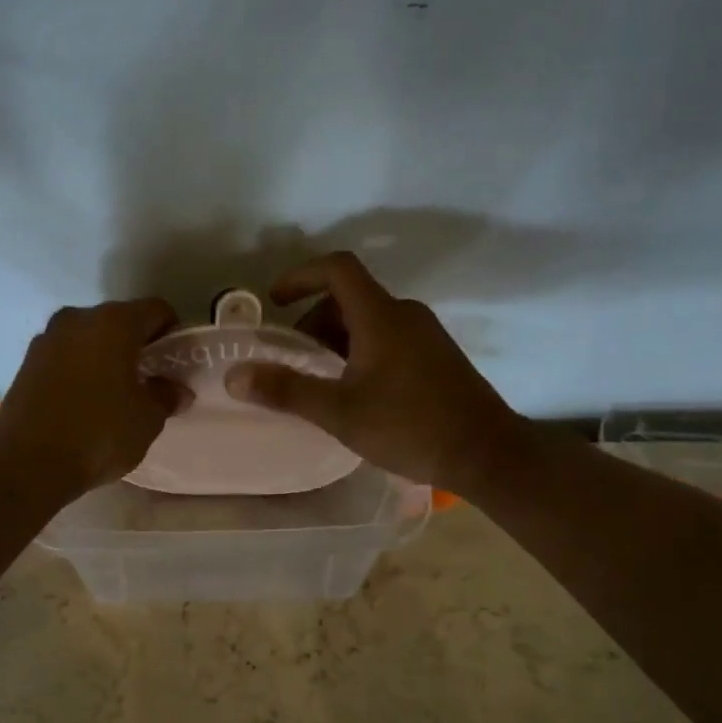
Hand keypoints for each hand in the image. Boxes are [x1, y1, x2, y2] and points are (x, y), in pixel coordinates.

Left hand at [0, 298, 181, 496]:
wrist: (27, 465)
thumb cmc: (98, 434)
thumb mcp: (147, 420)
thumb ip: (166, 396)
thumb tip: (175, 390)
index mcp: (113, 323)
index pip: (156, 310)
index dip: (172, 333)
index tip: (175, 363)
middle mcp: (77, 319)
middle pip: (119, 321)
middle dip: (136, 345)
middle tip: (148, 380)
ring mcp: (46, 340)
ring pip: (88, 338)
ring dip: (105, 357)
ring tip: (115, 394)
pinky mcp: (25, 364)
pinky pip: (65, 357)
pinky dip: (80, 370)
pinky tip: (85, 403)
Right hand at [224, 252, 514, 489]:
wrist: (486, 453)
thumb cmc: (409, 426)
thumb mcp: (339, 412)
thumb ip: (286, 390)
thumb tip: (234, 376)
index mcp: (381, 315)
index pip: (337, 269)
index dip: (300, 276)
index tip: (275, 301)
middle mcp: (405, 314)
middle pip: (349, 297)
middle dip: (314, 320)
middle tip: (294, 359)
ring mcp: (426, 334)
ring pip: (370, 320)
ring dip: (337, 339)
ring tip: (321, 380)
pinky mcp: (438, 355)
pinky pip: (390, 337)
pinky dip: (362, 350)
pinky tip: (357, 391)